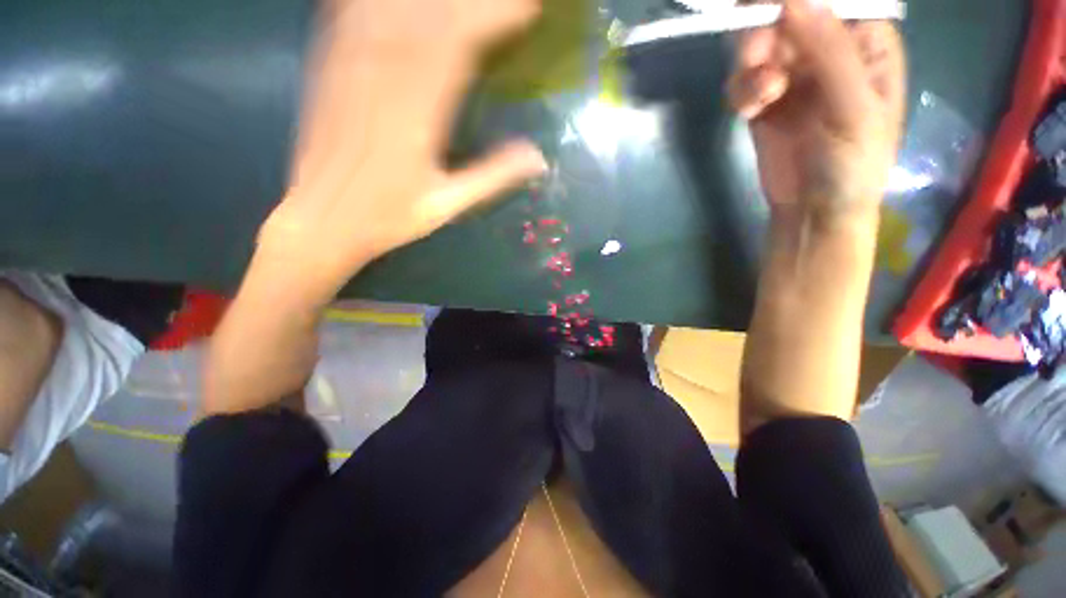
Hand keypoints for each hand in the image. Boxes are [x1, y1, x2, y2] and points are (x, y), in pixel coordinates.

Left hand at [259, 0, 546, 292]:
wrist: (322, 221)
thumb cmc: (388, 218)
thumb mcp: (448, 205)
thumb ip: (493, 177)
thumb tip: (539, 158)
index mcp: (416, 113)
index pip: (459, 42)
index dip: (494, 15)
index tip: (527, 7)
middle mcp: (382, 77)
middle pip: (429, 11)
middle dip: (472, 0)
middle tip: (503, 1)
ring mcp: (349, 66)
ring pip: (392, 4)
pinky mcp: (327, 67)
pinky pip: (350, 11)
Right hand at [727, 0, 904, 218]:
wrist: (814, 210)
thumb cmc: (853, 163)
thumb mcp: (854, 107)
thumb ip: (830, 51)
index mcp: (865, 41)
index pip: (830, 0)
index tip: (766, 5)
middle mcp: (828, 50)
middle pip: (786, 17)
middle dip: (765, 33)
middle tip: (755, 57)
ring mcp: (793, 77)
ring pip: (759, 48)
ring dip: (750, 68)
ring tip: (761, 98)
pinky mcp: (765, 103)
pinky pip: (744, 83)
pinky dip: (741, 94)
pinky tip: (751, 114)